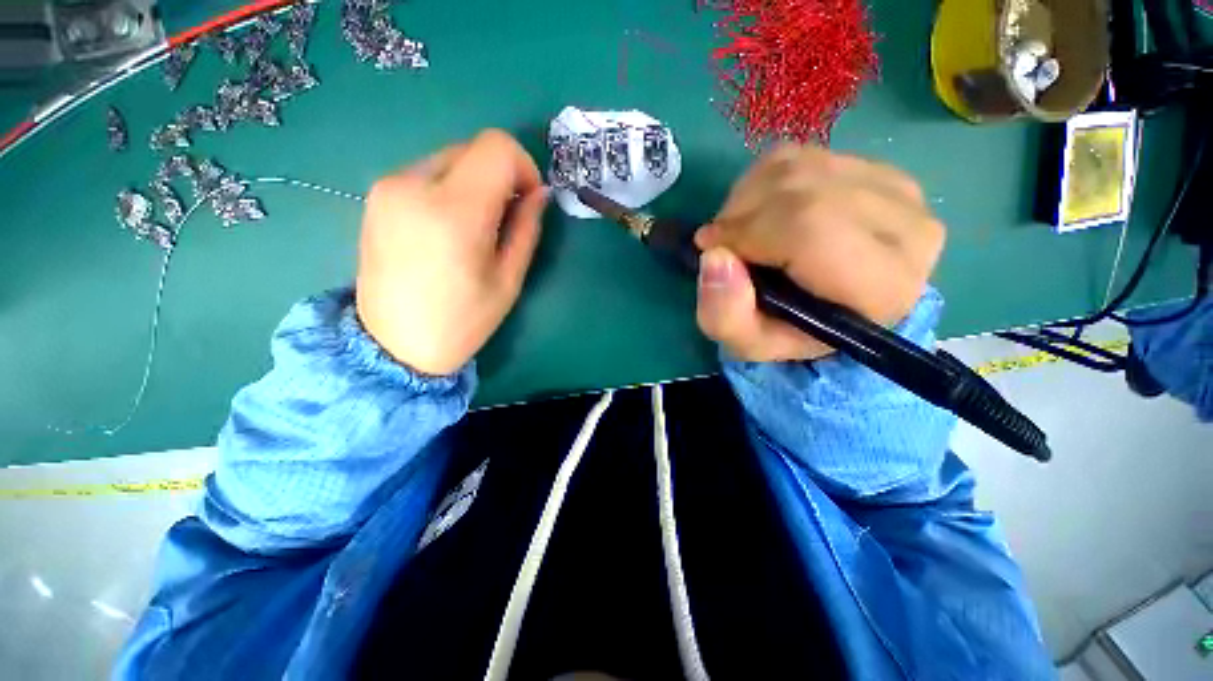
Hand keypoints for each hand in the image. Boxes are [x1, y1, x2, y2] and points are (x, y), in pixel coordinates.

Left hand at [356, 130, 548, 374]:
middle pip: (473, 148)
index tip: (528, 200)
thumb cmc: (462, 321)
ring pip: (450, 158)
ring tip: (475, 228)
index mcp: (454, 212)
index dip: (524, 167)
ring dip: (475, 183)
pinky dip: (450, 189)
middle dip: (501, 176)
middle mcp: (414, 185)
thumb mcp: (509, 280)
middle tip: (505, 218)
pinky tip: (448, 228)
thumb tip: (539, 194)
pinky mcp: (376, 195)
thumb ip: (527, 228)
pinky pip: (427, 173)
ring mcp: (388, 187)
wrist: (394, 344)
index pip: (497, 147)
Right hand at [694, 144, 944, 361]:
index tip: (710, 249)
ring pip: (799, 167)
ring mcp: (898, 191)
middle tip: (720, 243)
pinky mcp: (878, 169)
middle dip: (741, 215)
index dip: (747, 232)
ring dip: (747, 197)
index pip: (810, 229)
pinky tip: (760, 211)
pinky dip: (763, 180)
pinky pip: (803, 155)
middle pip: (804, 191)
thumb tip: (714, 257)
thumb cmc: (788, 333)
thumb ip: (726, 315)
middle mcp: (908, 230)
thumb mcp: (749, 344)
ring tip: (738, 232)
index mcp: (882, 288)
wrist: (828, 313)